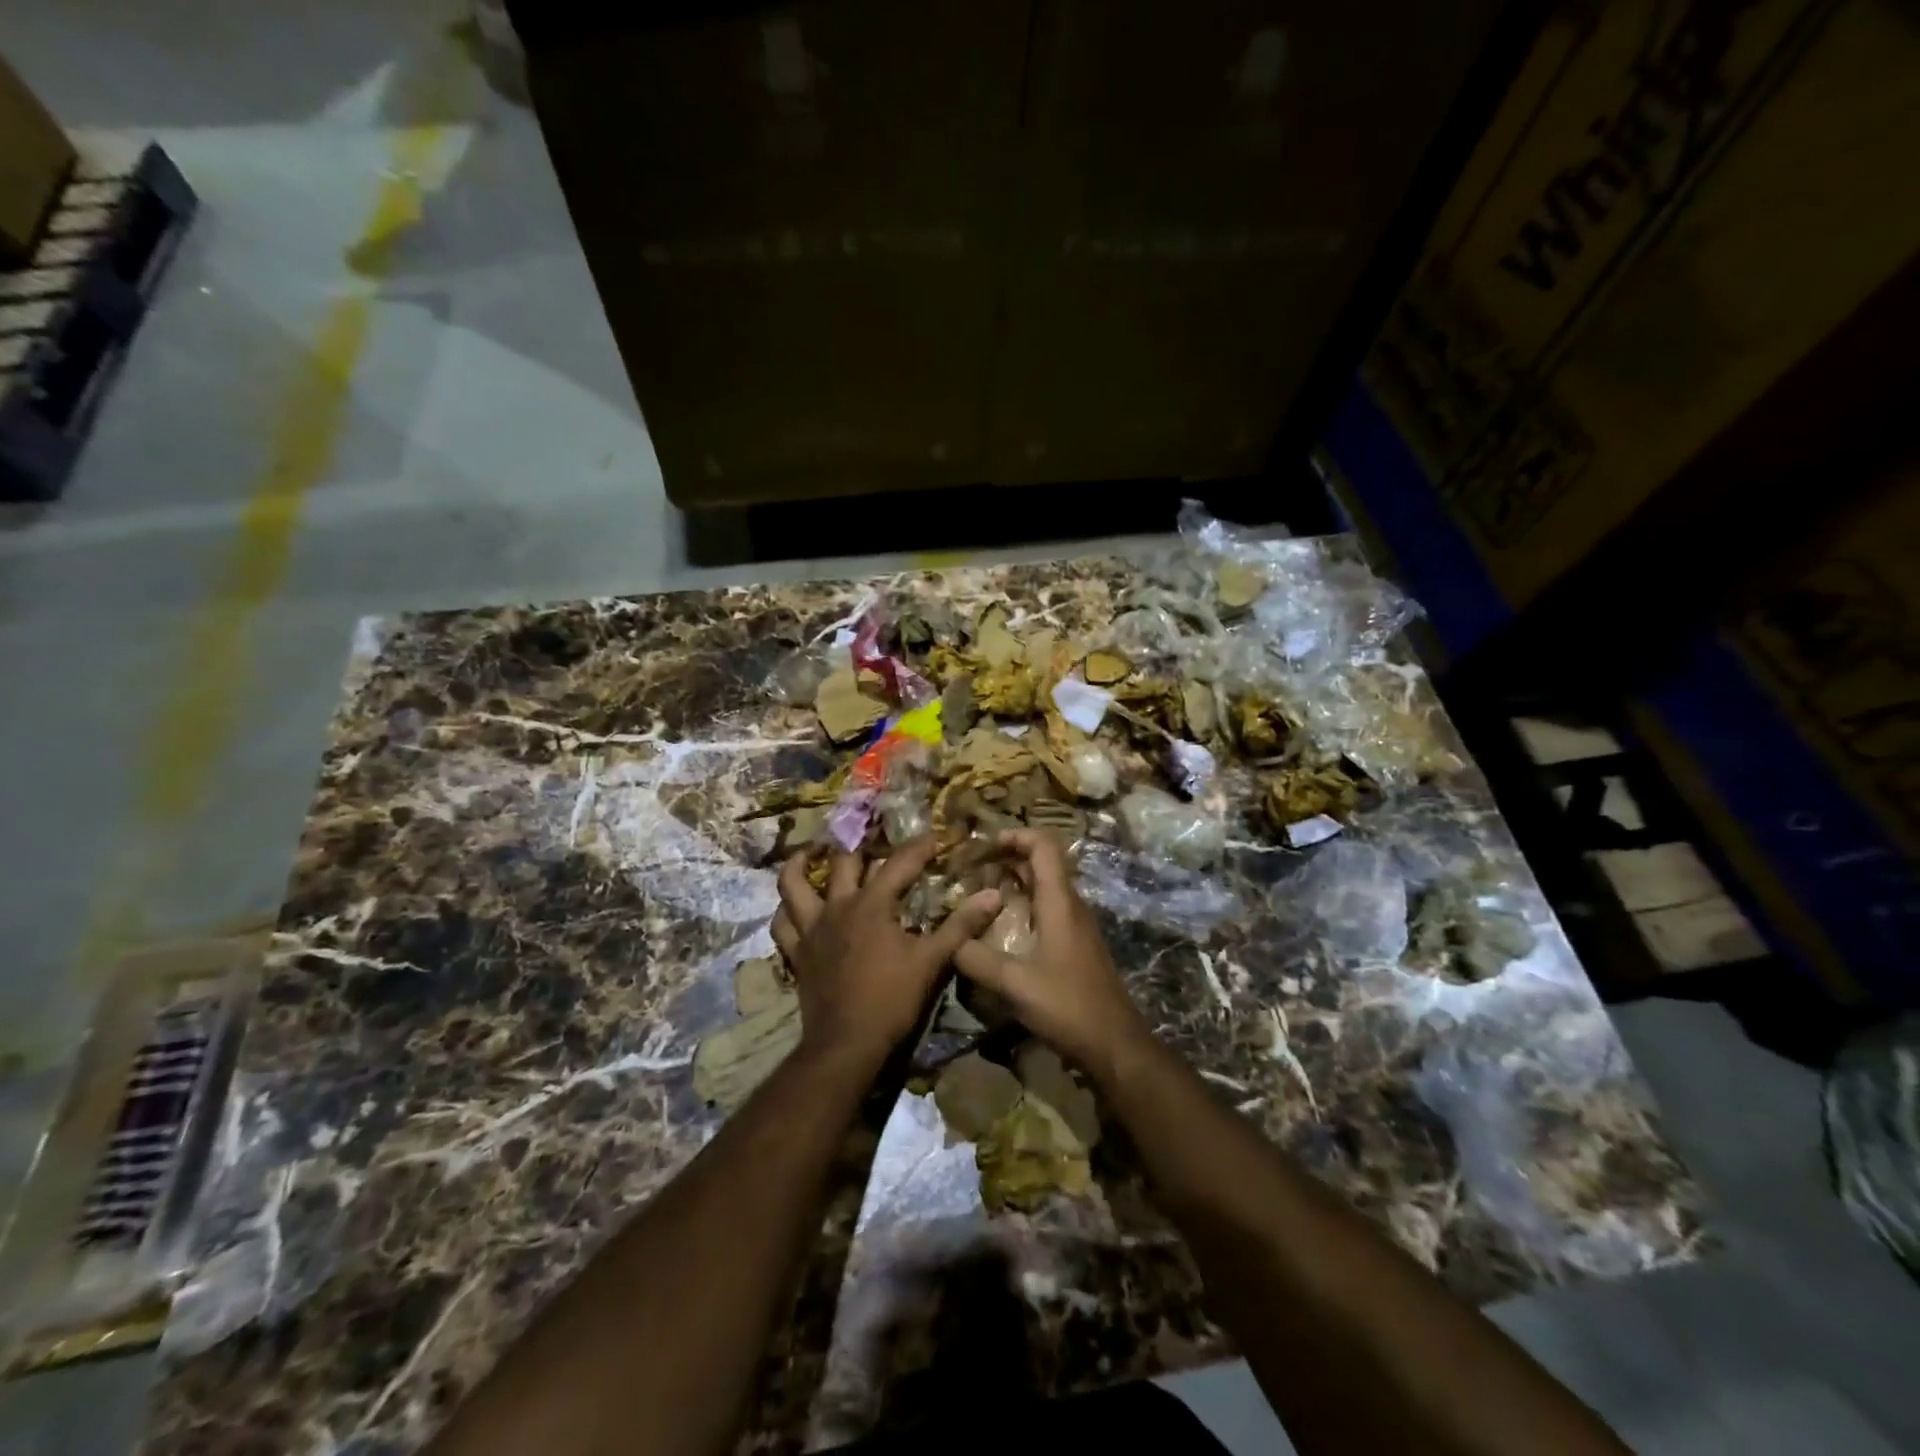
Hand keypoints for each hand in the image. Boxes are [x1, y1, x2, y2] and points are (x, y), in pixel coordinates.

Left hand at [773, 837, 1001, 1071]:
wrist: (847, 1044)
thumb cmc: (891, 1000)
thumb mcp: (932, 961)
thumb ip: (961, 926)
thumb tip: (993, 895)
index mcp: (872, 904)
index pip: (900, 863)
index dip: (920, 846)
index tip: (936, 836)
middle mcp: (838, 907)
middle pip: (843, 861)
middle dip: (858, 842)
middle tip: (869, 830)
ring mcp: (812, 928)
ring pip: (794, 884)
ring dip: (801, 863)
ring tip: (813, 851)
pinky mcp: (798, 952)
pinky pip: (783, 924)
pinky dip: (786, 910)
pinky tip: (794, 905)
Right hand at [952, 830, 1152, 1084]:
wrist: (1115, 1044)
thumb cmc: (1067, 1006)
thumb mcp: (1014, 984)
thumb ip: (976, 959)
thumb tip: (948, 943)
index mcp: (1060, 902)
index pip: (1044, 846)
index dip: (1016, 835)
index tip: (984, 845)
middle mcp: (1071, 906)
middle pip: (1042, 864)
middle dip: (1007, 859)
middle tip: (972, 870)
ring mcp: (1077, 926)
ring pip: (1044, 888)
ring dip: (1014, 884)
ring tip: (979, 896)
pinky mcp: (1076, 946)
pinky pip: (1048, 911)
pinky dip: (1024, 907)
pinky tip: (1001, 929)